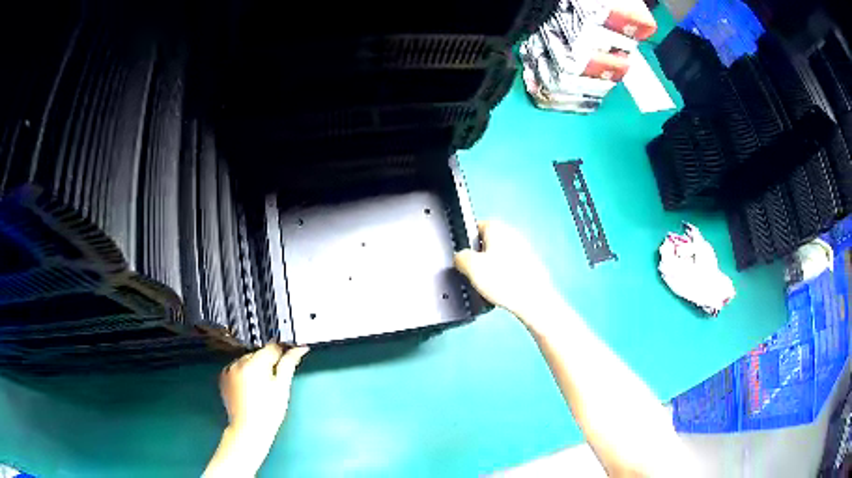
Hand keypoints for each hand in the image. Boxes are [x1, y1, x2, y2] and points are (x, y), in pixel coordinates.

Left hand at [219, 344, 308, 439]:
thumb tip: (299, 348)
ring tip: (262, 386)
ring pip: (248, 360)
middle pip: (259, 353)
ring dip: (256, 367)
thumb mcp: (282, 387)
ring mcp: (229, 369)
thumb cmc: (269, 411)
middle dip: (268, 362)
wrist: (249, 430)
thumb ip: (289, 364)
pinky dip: (245, 373)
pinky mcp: (224, 377)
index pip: (272, 347)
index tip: (289, 360)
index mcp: (255, 363)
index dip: (283, 353)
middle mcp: (239, 362)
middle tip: (275, 381)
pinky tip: (250, 387)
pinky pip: (238, 368)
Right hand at [455, 220, 558, 319]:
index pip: (474, 228)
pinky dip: (504, 278)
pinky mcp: (529, 265)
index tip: (463, 258)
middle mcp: (511, 234)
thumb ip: (460, 257)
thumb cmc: (506, 280)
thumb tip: (460, 258)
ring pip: (497, 259)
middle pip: (486, 244)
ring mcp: (522, 249)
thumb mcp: (470, 267)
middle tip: (475, 275)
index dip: (465, 243)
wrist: (533, 299)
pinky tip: (502, 290)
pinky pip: (509, 270)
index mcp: (496, 227)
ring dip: (492, 271)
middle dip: (479, 260)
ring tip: (489, 286)